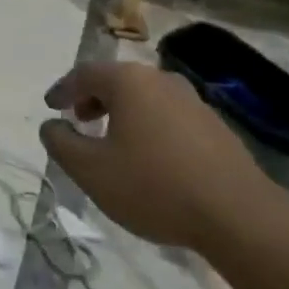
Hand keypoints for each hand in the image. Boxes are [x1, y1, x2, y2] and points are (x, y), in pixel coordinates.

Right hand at [39, 62, 281, 251]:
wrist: (238, 214)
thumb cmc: (154, 186)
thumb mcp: (92, 171)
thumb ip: (62, 144)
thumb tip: (51, 126)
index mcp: (128, 81)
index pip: (84, 74)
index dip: (63, 90)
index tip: (50, 106)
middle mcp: (160, 79)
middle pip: (117, 80)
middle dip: (93, 98)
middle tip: (79, 120)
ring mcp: (191, 100)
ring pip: (145, 97)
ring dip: (122, 112)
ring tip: (112, 140)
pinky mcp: (214, 124)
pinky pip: (168, 115)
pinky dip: (148, 125)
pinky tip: (149, 156)